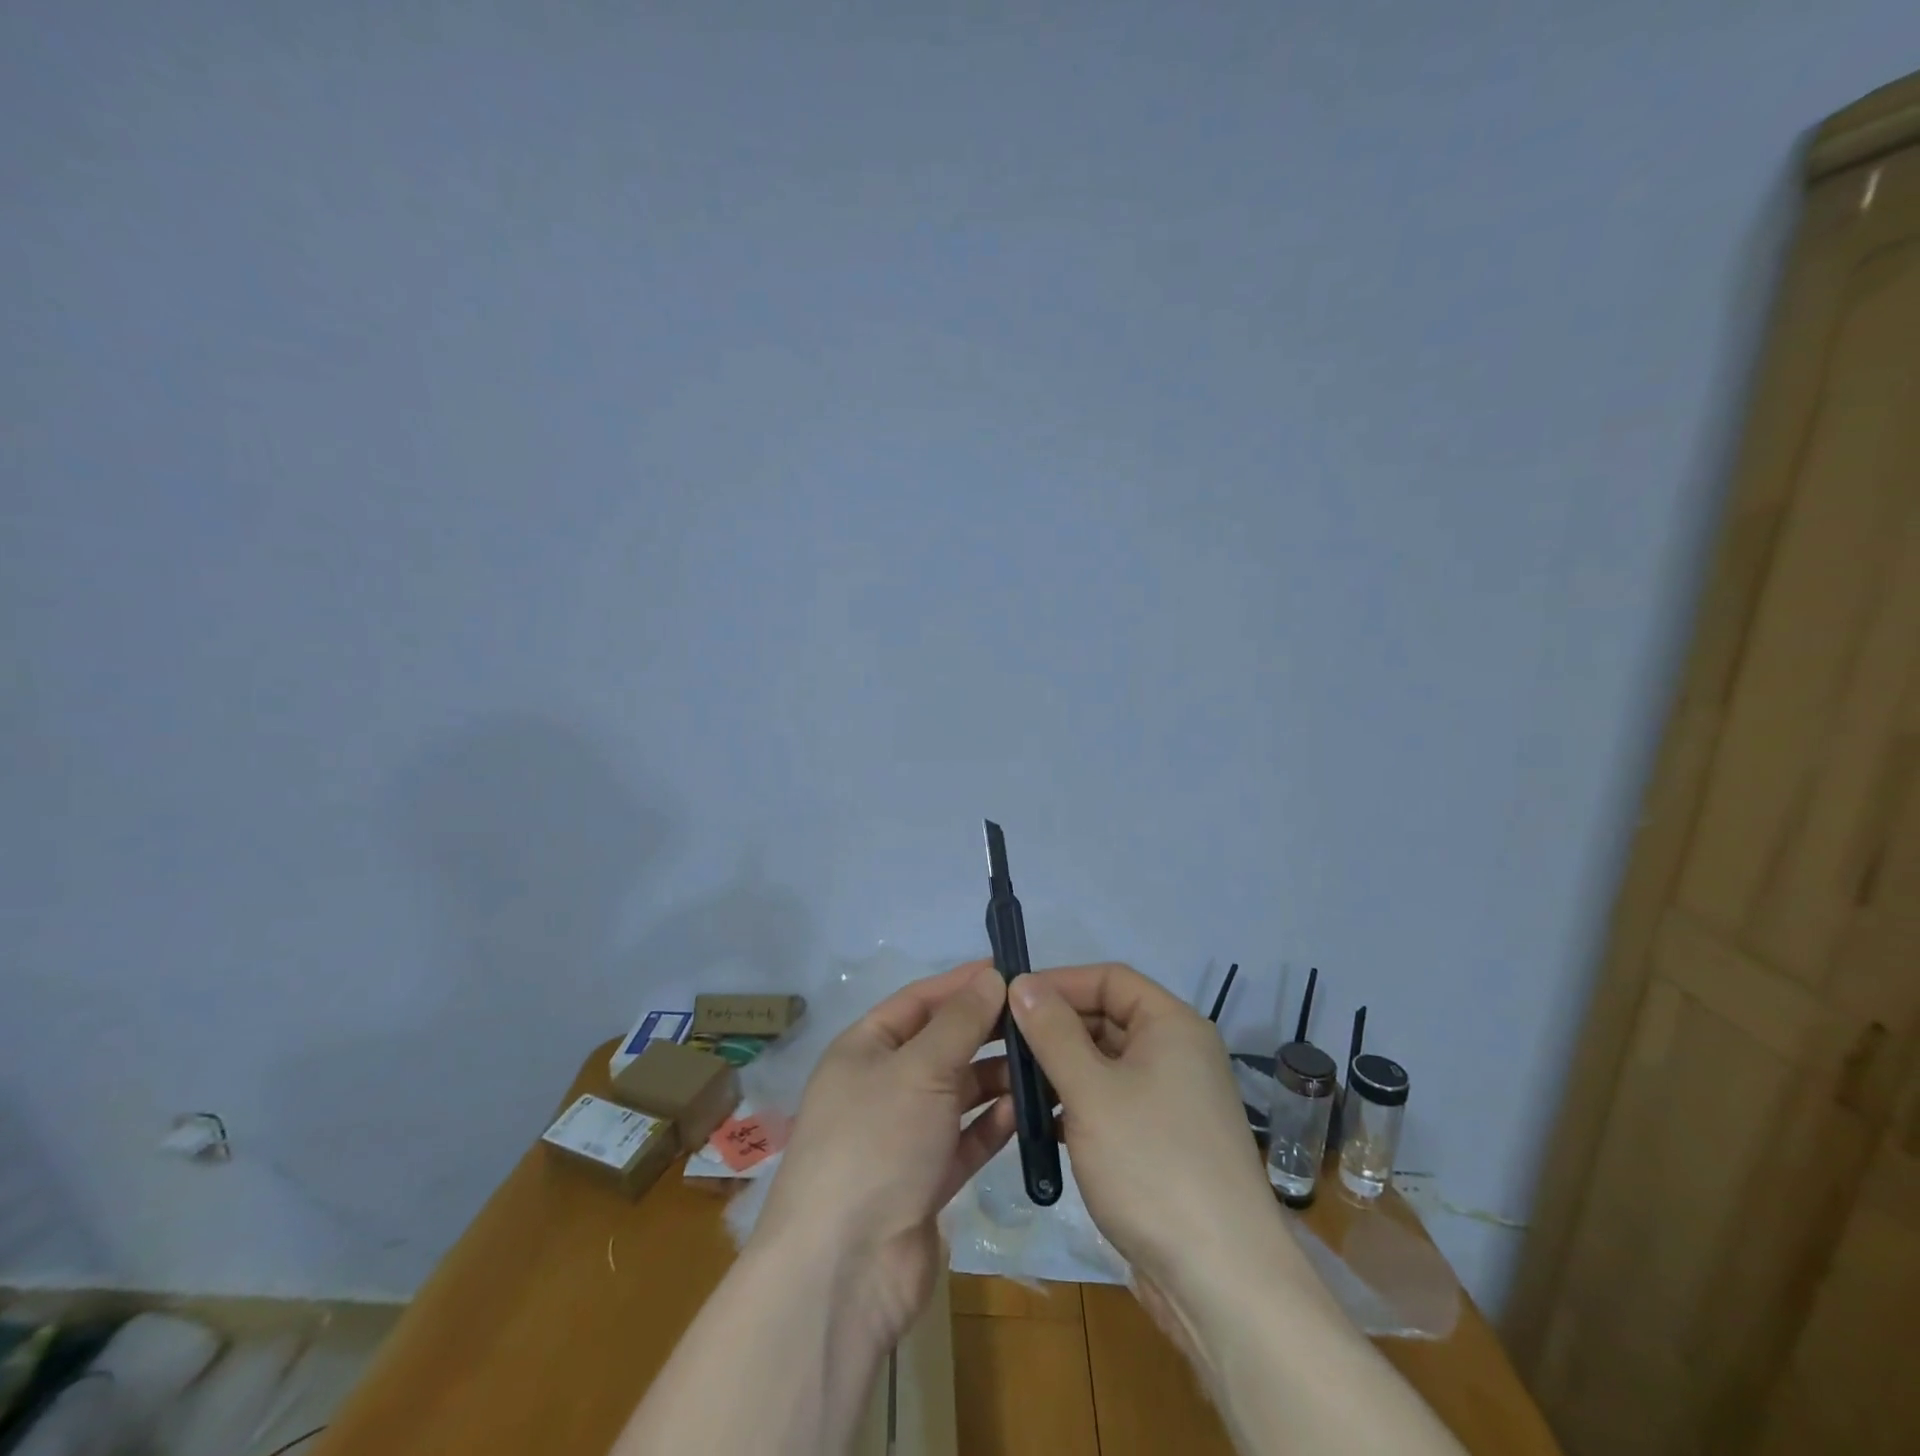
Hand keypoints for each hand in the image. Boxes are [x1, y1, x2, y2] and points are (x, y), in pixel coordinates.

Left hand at [752, 961, 1015, 1351]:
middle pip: (941, 1045)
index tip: (1010, 971)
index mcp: (864, 1049)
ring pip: (957, 1093)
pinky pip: (964, 1139)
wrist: (844, 1269)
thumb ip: (960, 1022)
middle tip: (1038, 1020)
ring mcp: (902, 1135)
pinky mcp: (924, 1180)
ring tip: (1044, 1066)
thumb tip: (991, 976)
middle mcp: (881, 1086)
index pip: (919, 1001)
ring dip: (995, 1080)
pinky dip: (992, 1125)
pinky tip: (1028, 1113)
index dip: (962, 984)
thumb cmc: (876, 1142)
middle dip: (985, 1032)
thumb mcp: (919, 1068)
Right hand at [1008, 963, 1281, 1341]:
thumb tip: (1021, 983)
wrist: (1222, 1282)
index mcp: (1172, 1025)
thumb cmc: (1153, 1165)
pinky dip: (1078, 1105)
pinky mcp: (1162, 1142)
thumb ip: (1053, 1032)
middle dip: (1055, 1027)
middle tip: (1001, 1042)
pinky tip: (1042, 1125)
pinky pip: (1113, 1103)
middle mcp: (1177, 1053)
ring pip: (1106, 1064)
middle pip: (1107, 1018)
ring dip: (1061, 1069)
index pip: (1109, 978)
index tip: (1010, 998)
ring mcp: (1172, 1100)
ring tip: (1012, 1083)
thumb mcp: (1091, 1091)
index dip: (1060, 982)